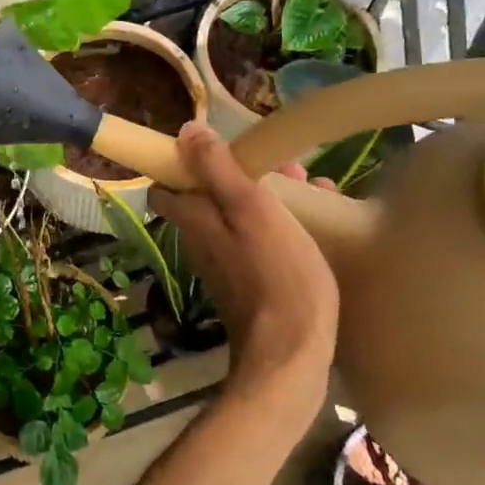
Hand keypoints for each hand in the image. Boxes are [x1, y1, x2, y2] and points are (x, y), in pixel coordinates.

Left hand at [147, 122, 338, 425]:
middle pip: (210, 196)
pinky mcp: (250, 284)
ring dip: (268, 196)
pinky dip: (280, 225)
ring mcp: (225, 265)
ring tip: (312, 185)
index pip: (168, 183)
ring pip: (238, 216)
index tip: (224, 148)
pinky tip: (317, 222)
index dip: (189, 161)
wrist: (291, 354)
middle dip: (244, 174)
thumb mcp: (250, 209)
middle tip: (287, 166)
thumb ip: (217, 169)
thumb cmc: (275, 273)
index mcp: (194, 219)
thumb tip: (186, 131)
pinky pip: (259, 240)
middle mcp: (201, 241)